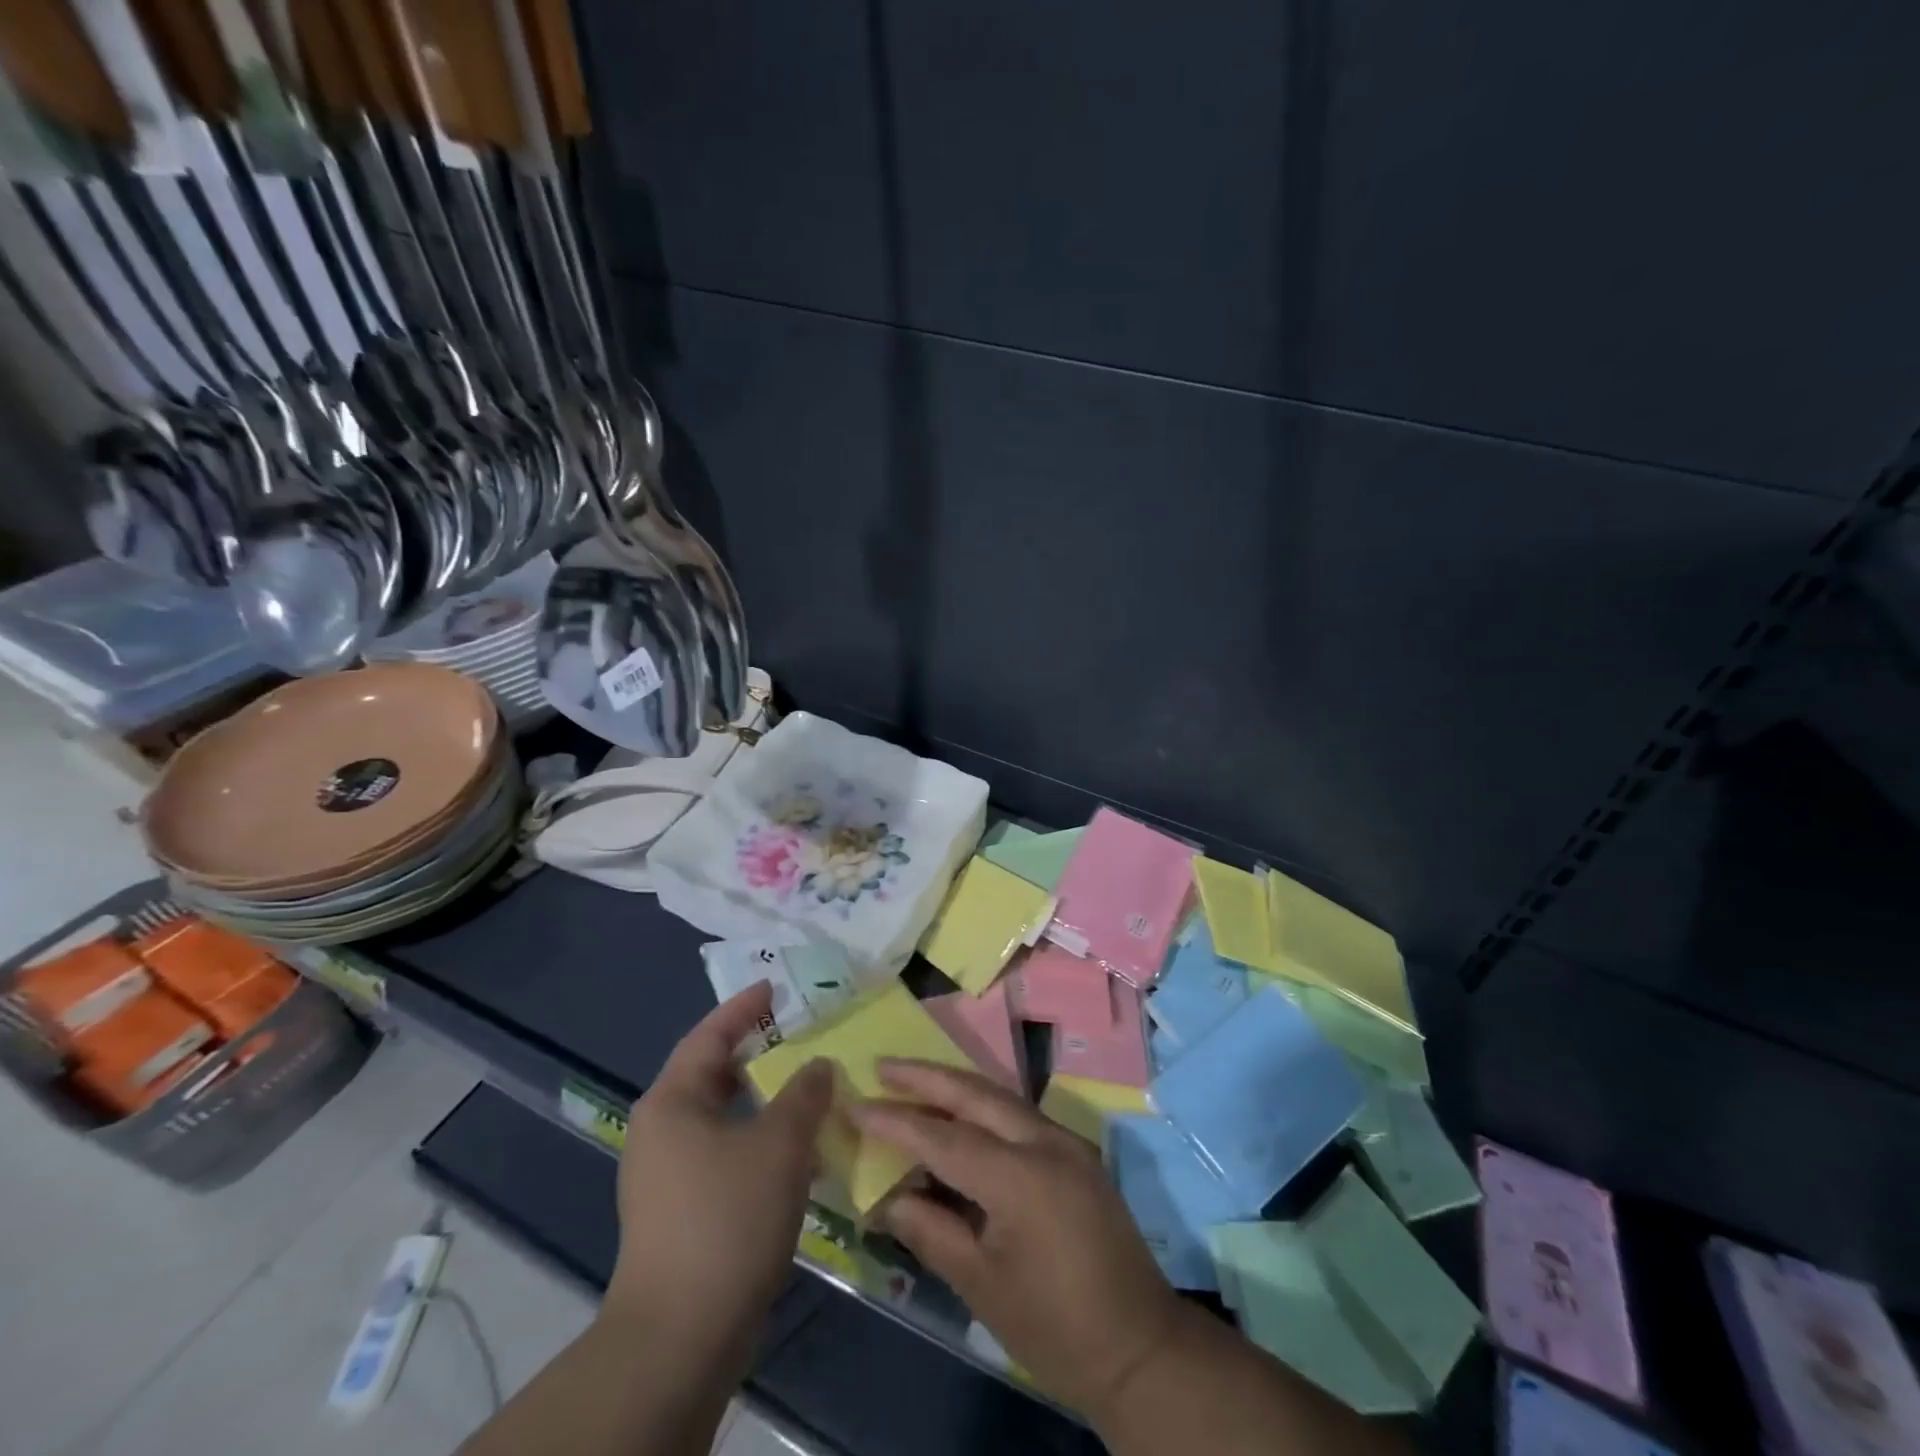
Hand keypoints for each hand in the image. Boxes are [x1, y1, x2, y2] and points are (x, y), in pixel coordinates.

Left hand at [606, 983, 833, 1358]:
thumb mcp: (780, 1143)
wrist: (681, 1337)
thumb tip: (817, 1065)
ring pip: (721, 1117)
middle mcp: (660, 1131)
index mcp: (672, 1102)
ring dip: (762, 1101)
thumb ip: (804, 1093)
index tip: (774, 986)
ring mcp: (665, 1176)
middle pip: (711, 1074)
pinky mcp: (679, 1213)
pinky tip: (794, 1151)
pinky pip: (723, 1154)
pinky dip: (757, 1140)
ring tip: (805, 1088)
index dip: (744, 1008)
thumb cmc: (728, 1217)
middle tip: (798, 1034)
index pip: (709, 1035)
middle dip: (756, 1053)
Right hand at [850, 1060, 1185, 1419]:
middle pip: (976, 1094)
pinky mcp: (1075, 1152)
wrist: (1141, 1347)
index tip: (856, 1104)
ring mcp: (1065, 1142)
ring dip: (954, 1087)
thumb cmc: (1055, 1328)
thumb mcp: (982, 1287)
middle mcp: (1045, 1142)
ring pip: (1000, 1096)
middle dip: (927, 1077)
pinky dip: (982, 1108)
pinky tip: (958, 1114)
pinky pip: (1018, 1115)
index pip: (945, 1138)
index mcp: (1021, 1178)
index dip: (897, 1121)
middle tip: (883, 1066)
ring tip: (911, 1081)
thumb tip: (888, 1198)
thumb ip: (933, 1231)